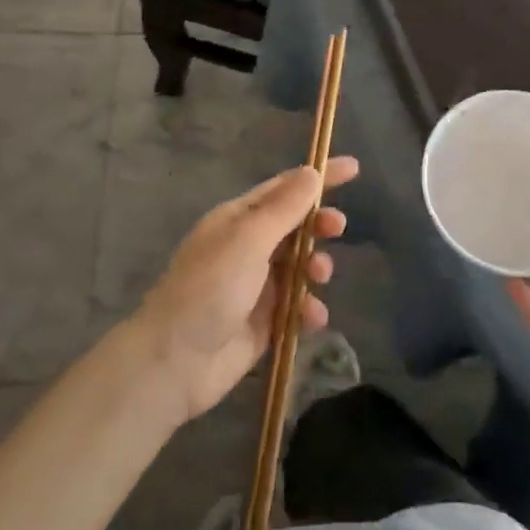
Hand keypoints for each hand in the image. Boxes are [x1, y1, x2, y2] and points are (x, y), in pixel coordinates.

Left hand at [133, 156, 359, 421]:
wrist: (175, 361)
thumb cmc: (210, 287)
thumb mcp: (249, 239)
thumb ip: (284, 208)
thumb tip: (312, 173)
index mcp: (237, 219)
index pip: (284, 188)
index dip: (318, 177)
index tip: (354, 168)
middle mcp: (247, 247)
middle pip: (295, 226)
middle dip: (319, 225)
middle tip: (338, 228)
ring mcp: (255, 286)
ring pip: (300, 266)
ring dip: (315, 267)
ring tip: (318, 277)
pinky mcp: (263, 322)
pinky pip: (296, 306)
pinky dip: (308, 308)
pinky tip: (311, 318)